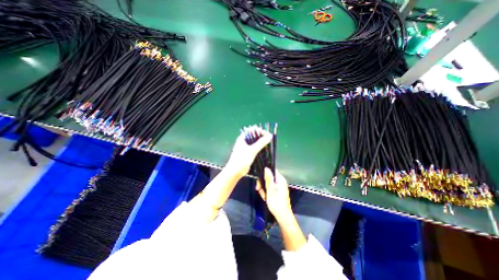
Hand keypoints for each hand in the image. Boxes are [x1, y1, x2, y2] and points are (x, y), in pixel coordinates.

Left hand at [227, 127, 271, 176]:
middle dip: (262, 137)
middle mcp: (244, 141)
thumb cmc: (241, 159)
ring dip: (262, 143)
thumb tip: (270, 136)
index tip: (268, 135)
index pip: (253, 130)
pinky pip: (256, 149)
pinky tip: (265, 151)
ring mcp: (246, 148)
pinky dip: (260, 149)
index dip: (260, 131)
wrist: (235, 172)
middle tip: (269, 140)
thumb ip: (261, 143)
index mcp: (243, 138)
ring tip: (269, 145)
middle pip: (255, 136)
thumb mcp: (252, 150)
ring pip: (256, 143)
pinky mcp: (248, 153)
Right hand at [255, 167, 292, 221]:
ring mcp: (279, 187)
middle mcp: (280, 182)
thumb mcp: (270, 191)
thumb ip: (268, 179)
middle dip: (263, 183)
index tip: (259, 179)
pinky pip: (270, 188)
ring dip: (264, 188)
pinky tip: (265, 197)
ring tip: (263, 196)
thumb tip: (266, 168)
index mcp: (280, 180)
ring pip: (268, 183)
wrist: (283, 217)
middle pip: (269, 177)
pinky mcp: (278, 191)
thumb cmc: (276, 204)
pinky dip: (267, 192)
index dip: (265, 173)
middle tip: (258, 189)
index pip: (272, 170)